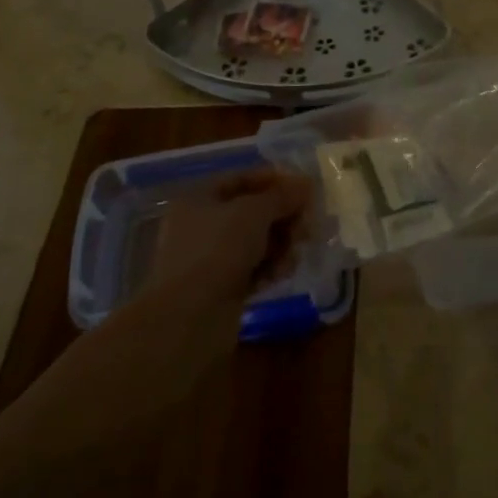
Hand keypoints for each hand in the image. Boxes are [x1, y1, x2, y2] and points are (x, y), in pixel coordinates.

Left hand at [146, 169, 310, 306]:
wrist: (190, 318)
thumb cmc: (218, 249)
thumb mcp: (254, 213)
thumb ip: (282, 196)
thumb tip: (306, 184)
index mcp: (198, 198)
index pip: (241, 179)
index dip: (274, 180)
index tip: (305, 188)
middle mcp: (200, 225)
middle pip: (251, 212)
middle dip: (282, 216)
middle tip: (307, 224)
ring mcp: (209, 259)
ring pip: (254, 242)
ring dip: (280, 243)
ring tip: (296, 251)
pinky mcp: (221, 288)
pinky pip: (252, 269)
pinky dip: (269, 267)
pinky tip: (284, 272)